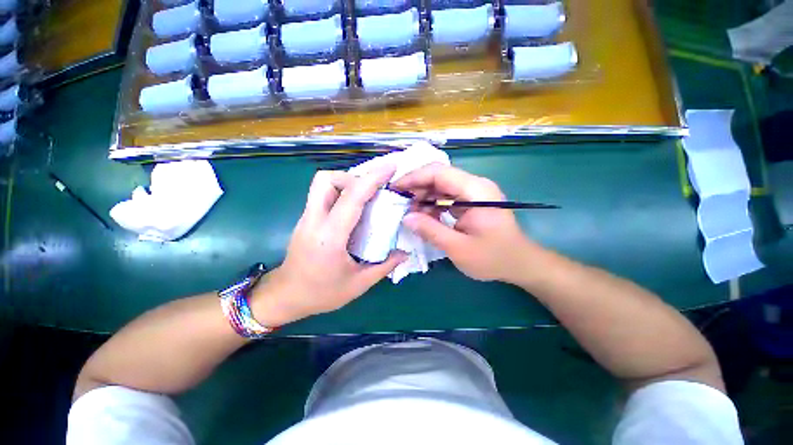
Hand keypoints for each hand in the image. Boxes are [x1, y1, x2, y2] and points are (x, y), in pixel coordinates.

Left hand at [253, 166, 406, 325]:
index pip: (351, 198)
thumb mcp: (359, 284)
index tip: (390, 169)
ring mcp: (306, 218)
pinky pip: (322, 195)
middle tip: (371, 190)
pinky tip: (354, 209)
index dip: (372, 179)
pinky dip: (340, 193)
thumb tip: (405, 251)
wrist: (285, 297)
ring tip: (364, 197)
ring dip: (345, 183)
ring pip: (321, 184)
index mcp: (330, 237)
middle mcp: (314, 221)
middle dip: (353, 176)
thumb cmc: (322, 293)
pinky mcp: (305, 219)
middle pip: (326, 179)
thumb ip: (385, 265)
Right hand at [392, 164, 539, 282]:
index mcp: (476, 191)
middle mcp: (475, 185)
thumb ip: (431, 231)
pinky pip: (447, 196)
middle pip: (439, 176)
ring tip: (410, 212)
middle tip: (400, 204)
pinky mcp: (471, 201)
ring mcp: (474, 192)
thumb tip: (406, 218)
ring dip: (423, 196)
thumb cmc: (493, 258)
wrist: (520, 263)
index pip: (439, 173)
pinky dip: (432, 204)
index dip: (414, 178)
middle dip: (417, 188)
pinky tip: (424, 216)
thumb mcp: (458, 248)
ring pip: (441, 185)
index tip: (395, 188)